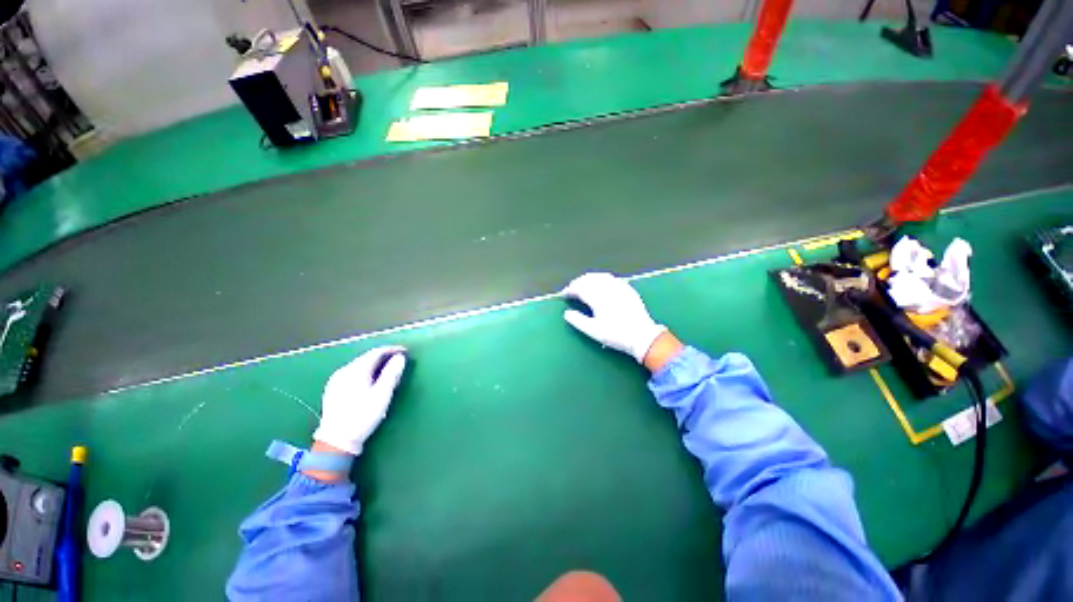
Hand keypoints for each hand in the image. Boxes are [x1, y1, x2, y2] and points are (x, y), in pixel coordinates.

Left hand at [313, 345, 407, 455]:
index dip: (392, 349)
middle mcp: (344, 371)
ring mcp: (336, 380)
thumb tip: (400, 357)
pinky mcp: (333, 389)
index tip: (406, 352)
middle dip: (384, 358)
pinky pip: (353, 373)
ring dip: (375, 365)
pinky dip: (365, 373)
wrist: (336, 441)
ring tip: (388, 373)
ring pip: (360, 365)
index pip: (376, 352)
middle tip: (399, 363)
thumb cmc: (363, 416)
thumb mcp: (382, 394)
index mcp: (356, 370)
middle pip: (367, 357)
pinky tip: (371, 382)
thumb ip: (392, 373)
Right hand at [562, 272, 666, 363]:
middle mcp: (608, 288)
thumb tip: (567, 313)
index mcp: (598, 298)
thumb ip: (578, 321)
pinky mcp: (628, 289)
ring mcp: (620, 287)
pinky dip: (602, 279)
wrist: (642, 336)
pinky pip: (612, 278)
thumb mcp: (594, 331)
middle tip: (571, 289)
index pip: (580, 288)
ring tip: (583, 285)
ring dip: (589, 279)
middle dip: (578, 282)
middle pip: (589, 279)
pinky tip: (601, 284)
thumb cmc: (616, 335)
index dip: (570, 290)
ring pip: (601, 276)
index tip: (563, 295)